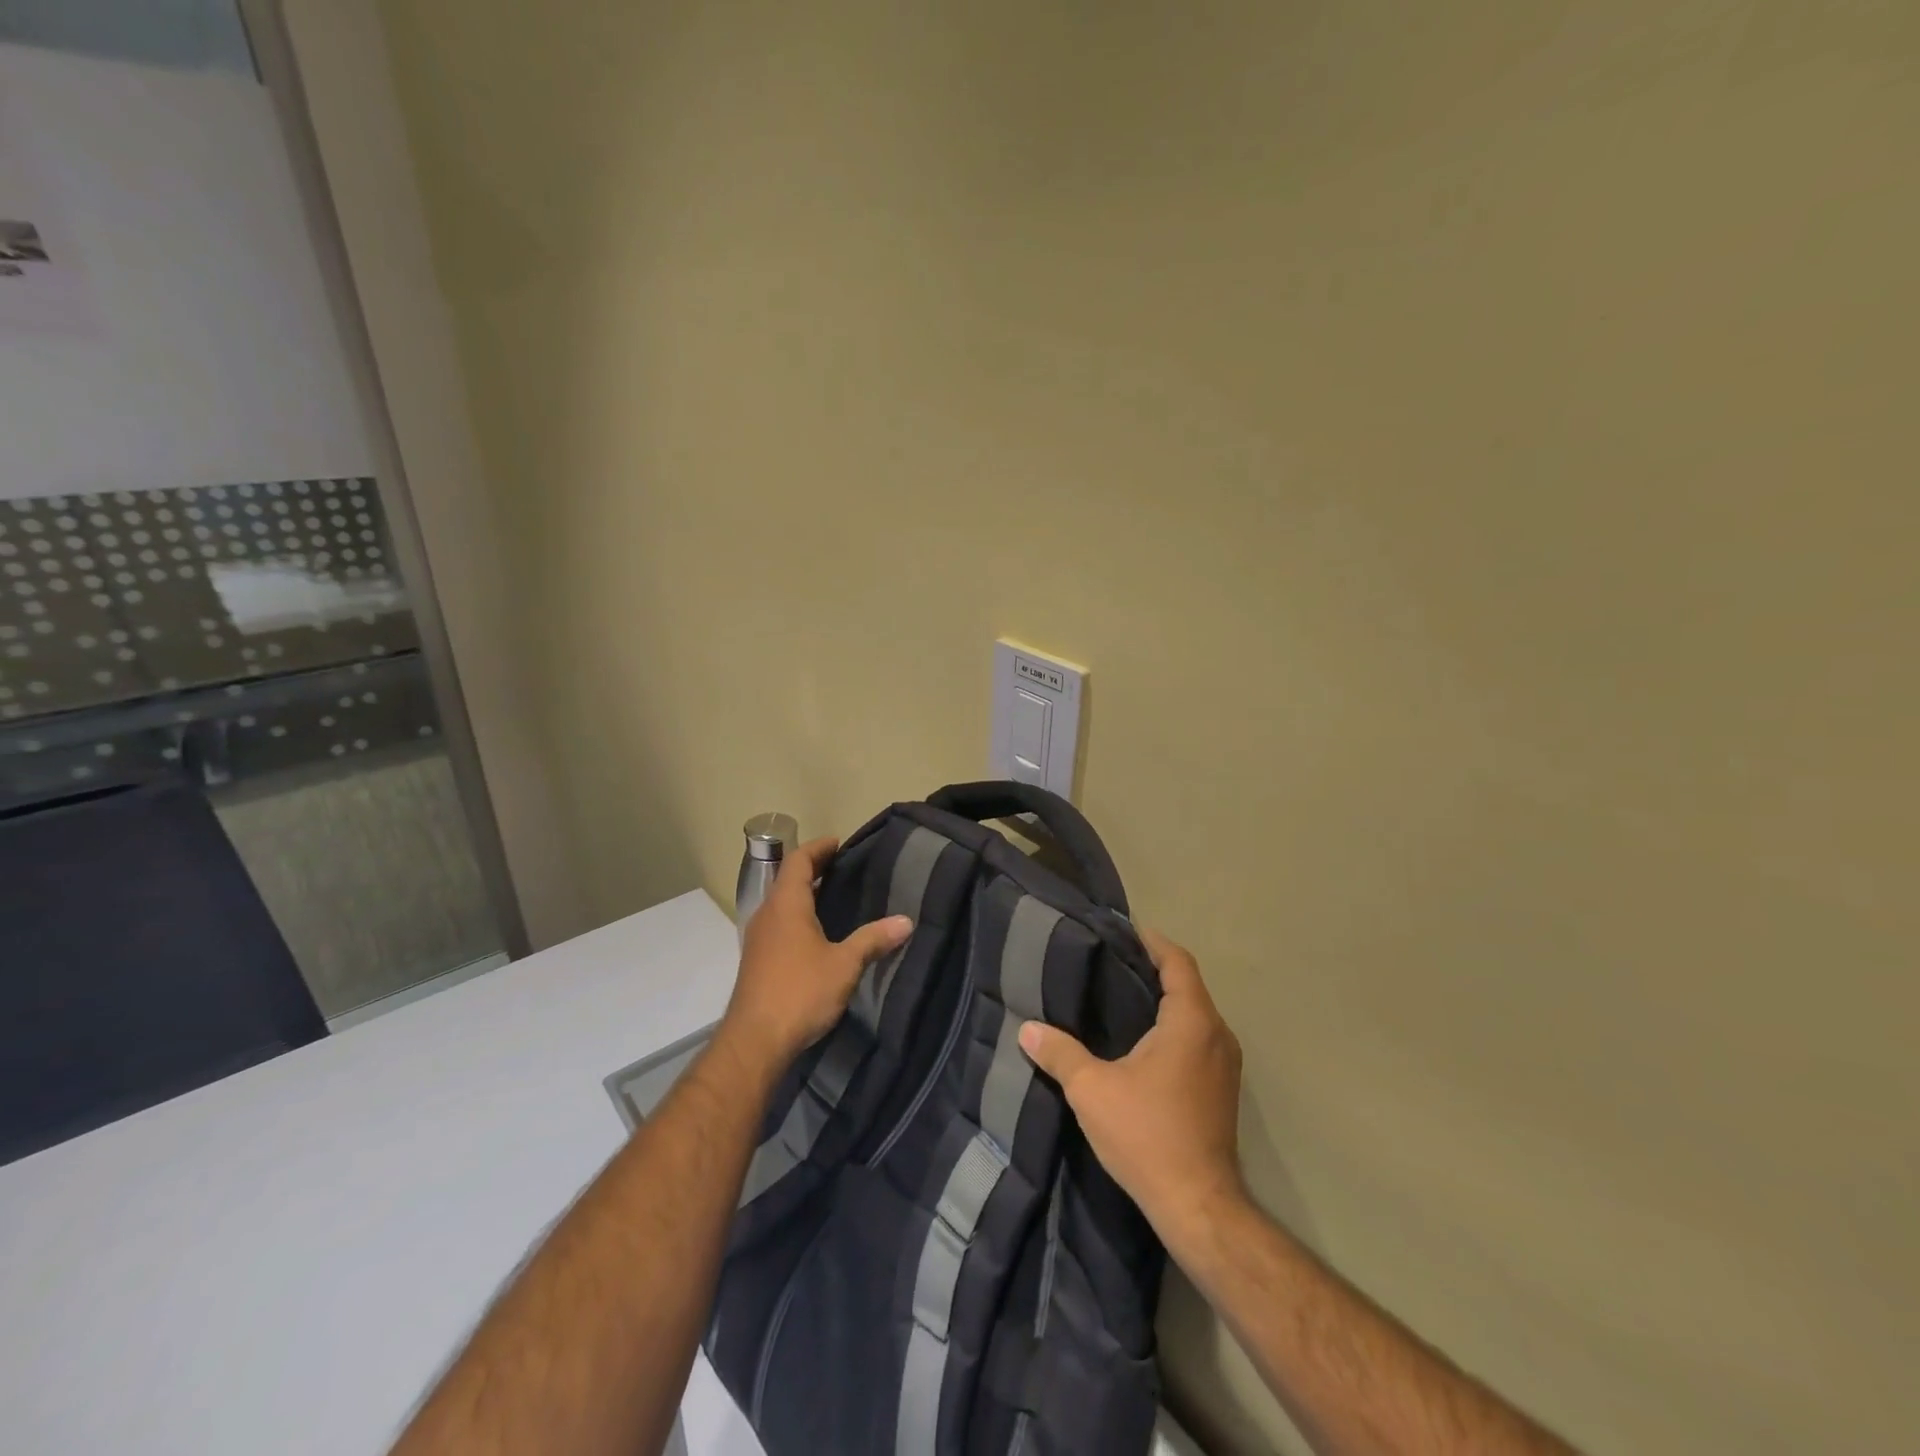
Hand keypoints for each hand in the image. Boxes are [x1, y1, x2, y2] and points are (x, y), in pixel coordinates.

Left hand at [722, 837, 912, 1070]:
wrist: (755, 1041)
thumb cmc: (800, 992)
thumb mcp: (844, 965)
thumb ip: (873, 939)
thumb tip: (906, 921)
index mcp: (786, 904)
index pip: (799, 860)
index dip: (819, 848)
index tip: (839, 843)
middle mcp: (768, 914)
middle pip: (788, 879)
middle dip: (814, 869)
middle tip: (844, 868)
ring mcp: (758, 938)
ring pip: (781, 903)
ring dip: (804, 894)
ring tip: (835, 898)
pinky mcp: (757, 960)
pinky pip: (778, 923)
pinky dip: (797, 916)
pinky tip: (817, 934)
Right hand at [1019, 928, 1244, 1238]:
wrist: (1199, 1206)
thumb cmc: (1147, 1135)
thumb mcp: (1092, 1090)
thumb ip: (1060, 1053)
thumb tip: (1027, 1029)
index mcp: (1192, 1022)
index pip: (1177, 961)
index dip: (1152, 941)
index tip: (1122, 931)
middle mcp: (1217, 1034)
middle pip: (1187, 984)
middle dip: (1152, 969)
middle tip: (1109, 961)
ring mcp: (1225, 1064)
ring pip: (1194, 1013)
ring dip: (1163, 1000)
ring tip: (1119, 995)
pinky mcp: (1222, 1088)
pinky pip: (1198, 1038)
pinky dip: (1173, 1026)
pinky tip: (1140, 1041)